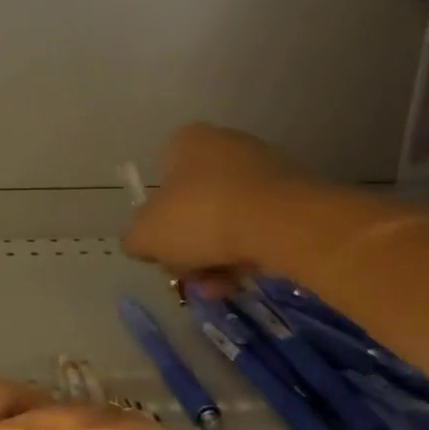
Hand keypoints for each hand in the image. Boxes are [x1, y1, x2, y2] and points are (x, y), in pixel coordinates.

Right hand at [122, 123, 303, 284]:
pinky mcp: (294, 195)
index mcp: (186, 142)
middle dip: (189, 248)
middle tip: (190, 276)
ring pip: (226, 221)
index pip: (160, 181)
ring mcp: (263, 168)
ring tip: (219, 288)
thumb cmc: (201, 217)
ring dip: (216, 259)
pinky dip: (247, 254)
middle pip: (193, 207)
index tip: (162, 250)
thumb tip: (140, 243)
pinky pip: (258, 228)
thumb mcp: (146, 235)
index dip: (156, 221)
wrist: (282, 224)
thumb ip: (134, 238)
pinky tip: (243, 280)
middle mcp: (225, 145)